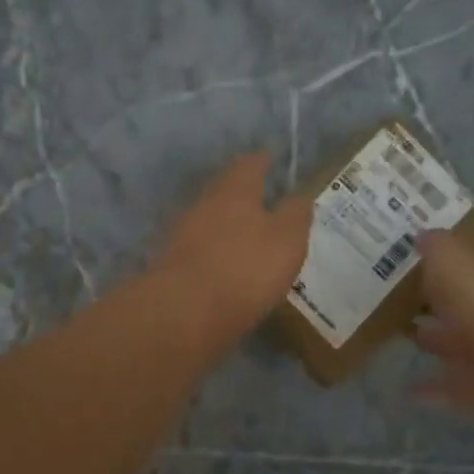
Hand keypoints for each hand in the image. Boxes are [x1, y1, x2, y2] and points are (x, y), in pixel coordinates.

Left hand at [154, 151, 311, 341]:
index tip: (274, 160)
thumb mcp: (288, 239)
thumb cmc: (245, 267)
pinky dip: (217, 251)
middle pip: (226, 189)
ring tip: (252, 237)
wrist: (184, 312)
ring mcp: (183, 232)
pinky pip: (202, 248)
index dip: (264, 161)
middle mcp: (205, 202)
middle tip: (267, 201)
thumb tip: (299, 195)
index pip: (250, 163)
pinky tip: (229, 265)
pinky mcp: (174, 263)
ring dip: (230, 224)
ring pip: (212, 218)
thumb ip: (296, 213)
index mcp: (234, 189)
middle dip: (245, 193)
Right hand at [411, 229, 473, 414]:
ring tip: (400, 337)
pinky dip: (431, 388)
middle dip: (437, 303)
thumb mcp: (450, 256)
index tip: (413, 261)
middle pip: (463, 306)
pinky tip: (406, 389)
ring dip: (434, 342)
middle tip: (399, 299)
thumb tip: (422, 235)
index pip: (470, 265)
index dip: (445, 262)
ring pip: (459, 344)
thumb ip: (436, 245)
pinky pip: (452, 385)